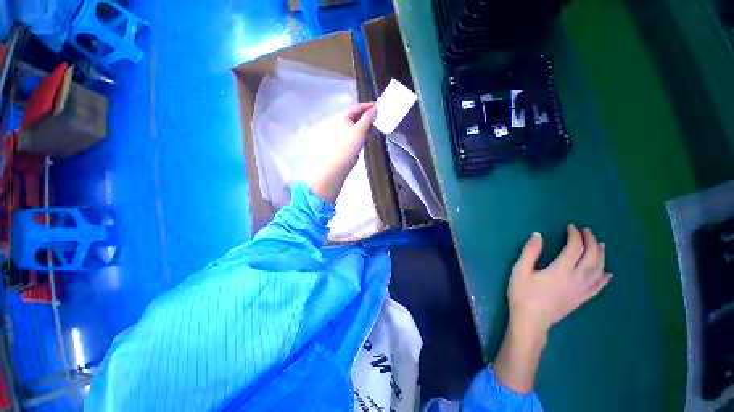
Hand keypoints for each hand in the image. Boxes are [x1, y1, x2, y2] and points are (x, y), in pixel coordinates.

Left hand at [331, 102, 376, 168]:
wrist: (344, 160)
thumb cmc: (350, 143)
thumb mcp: (360, 129)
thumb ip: (368, 118)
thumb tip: (375, 109)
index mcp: (344, 117)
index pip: (358, 107)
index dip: (368, 106)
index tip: (378, 105)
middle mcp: (346, 122)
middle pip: (359, 115)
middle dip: (369, 114)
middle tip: (379, 113)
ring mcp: (349, 131)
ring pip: (360, 123)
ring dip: (369, 122)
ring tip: (378, 121)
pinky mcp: (352, 138)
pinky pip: (361, 131)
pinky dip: (367, 130)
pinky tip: (373, 130)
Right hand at [508, 225, 611, 336]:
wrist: (531, 320)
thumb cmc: (523, 294)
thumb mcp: (520, 270)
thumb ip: (530, 252)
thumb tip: (538, 234)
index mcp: (561, 270)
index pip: (574, 248)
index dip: (574, 236)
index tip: (570, 227)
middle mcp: (576, 279)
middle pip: (591, 257)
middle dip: (591, 242)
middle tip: (587, 231)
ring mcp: (581, 290)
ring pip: (598, 271)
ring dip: (601, 256)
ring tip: (601, 245)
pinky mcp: (581, 299)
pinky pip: (598, 287)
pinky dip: (604, 279)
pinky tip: (608, 273)